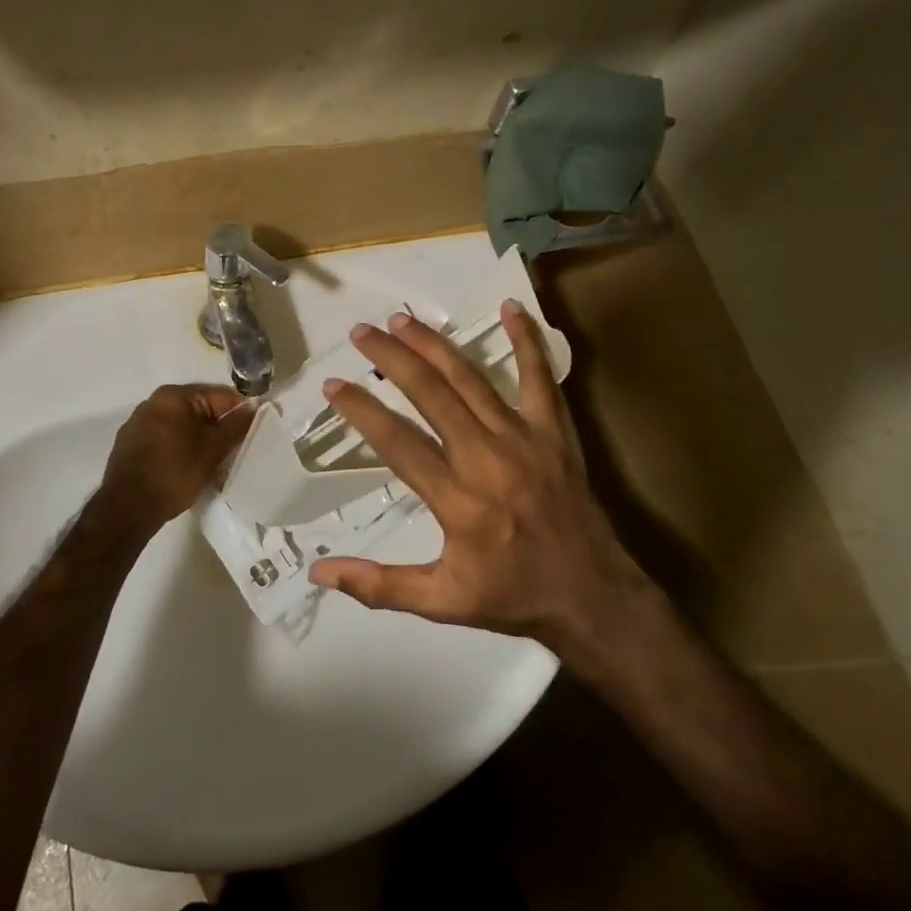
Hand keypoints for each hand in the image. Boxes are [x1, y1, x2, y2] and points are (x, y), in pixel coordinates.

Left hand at [97, 383, 254, 530]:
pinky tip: (188, 468)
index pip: (220, 395)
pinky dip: (181, 448)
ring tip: (214, 463)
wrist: (128, 509)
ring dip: (200, 439)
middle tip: (236, 450)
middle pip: (200, 409)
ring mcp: (138, 423)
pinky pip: (166, 439)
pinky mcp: (130, 445)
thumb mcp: (213, 449)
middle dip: (220, 428)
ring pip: (182, 425)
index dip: (242, 412)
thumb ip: (237, 425)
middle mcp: (153, 402)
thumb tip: (256, 407)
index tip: (255, 432)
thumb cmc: (175, 472)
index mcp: (173, 395)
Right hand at [305, 301, 649, 657]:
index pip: (396, 441)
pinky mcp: (555, 432)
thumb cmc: (513, 597)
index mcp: (457, 500)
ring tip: (403, 319)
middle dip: (392, 358)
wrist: (593, 596)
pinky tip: (511, 307)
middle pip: (431, 394)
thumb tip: (317, 570)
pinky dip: (527, 341)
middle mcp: (486, 458)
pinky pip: (540, 378)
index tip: (332, 384)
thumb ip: (380, 585)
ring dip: (434, 345)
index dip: (360, 409)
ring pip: (472, 379)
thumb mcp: (441, 603)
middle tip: (362, 332)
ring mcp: (524, 439)